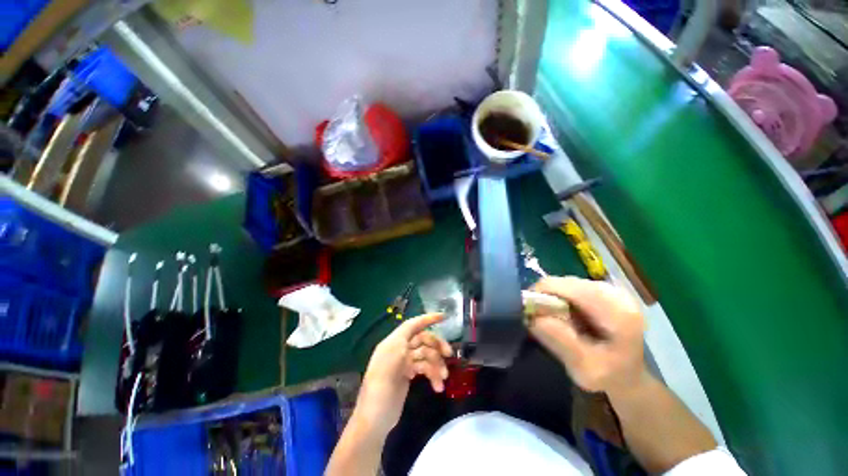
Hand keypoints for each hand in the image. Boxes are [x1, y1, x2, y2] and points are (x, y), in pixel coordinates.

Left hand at [354, 313, 452, 435]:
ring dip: (436, 364)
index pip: (412, 325)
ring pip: (426, 355)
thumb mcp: (389, 364)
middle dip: (436, 345)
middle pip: (422, 339)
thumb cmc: (379, 391)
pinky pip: (425, 368)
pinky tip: (438, 386)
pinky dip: (433, 375)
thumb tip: (415, 336)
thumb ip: (401, 345)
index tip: (444, 317)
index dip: (427, 319)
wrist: (374, 420)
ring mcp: (404, 362)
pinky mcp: (408, 374)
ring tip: (443, 378)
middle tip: (449, 355)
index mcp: (393, 343)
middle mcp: (399, 349)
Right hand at [527, 276, 646, 393]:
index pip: (570, 288)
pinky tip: (563, 313)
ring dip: (552, 297)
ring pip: (567, 283)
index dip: (542, 293)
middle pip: (566, 283)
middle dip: (546, 296)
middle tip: (536, 316)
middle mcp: (616, 294)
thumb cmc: (609, 377)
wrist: (629, 377)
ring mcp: (612, 289)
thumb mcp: (584, 368)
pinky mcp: (604, 290)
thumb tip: (532, 317)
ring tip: (550, 317)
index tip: (526, 310)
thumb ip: (561, 342)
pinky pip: (571, 286)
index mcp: (618, 312)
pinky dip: (560, 297)